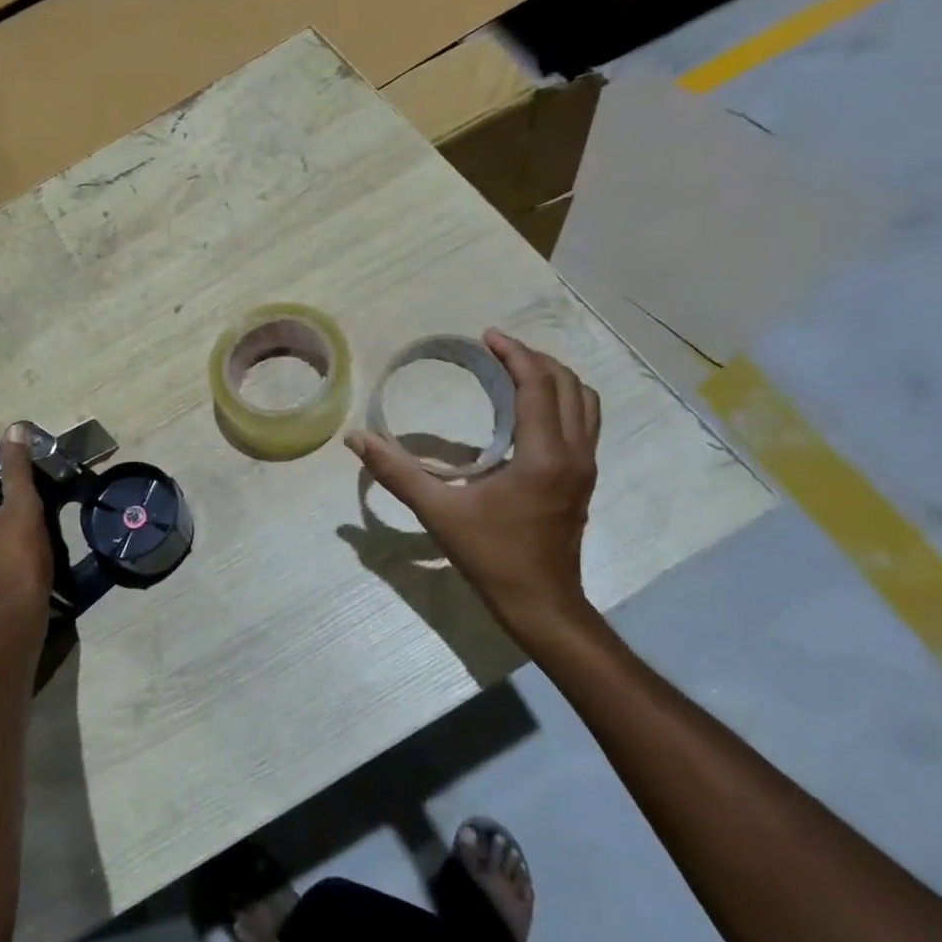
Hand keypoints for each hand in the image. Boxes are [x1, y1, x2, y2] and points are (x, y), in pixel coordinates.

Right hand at [347, 330, 600, 644]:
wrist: (540, 603)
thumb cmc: (492, 556)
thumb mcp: (439, 513)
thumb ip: (397, 473)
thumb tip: (357, 440)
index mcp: (543, 455)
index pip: (538, 385)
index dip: (515, 354)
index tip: (487, 337)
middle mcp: (573, 453)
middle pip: (568, 385)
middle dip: (534, 359)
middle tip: (497, 351)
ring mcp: (585, 466)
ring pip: (584, 402)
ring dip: (554, 378)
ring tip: (517, 372)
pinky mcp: (584, 479)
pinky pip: (583, 422)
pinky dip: (562, 401)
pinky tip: (529, 411)